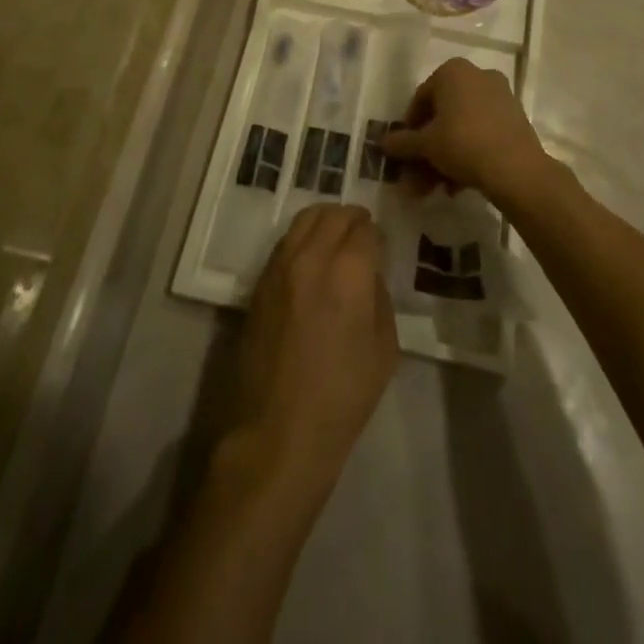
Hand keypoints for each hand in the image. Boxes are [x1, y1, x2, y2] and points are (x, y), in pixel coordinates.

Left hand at [227, 205, 397, 491]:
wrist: (280, 429)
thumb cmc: (343, 396)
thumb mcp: (384, 349)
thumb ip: (379, 298)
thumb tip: (368, 275)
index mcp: (348, 272)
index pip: (365, 229)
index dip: (377, 236)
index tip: (381, 250)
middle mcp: (312, 257)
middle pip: (334, 214)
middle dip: (353, 220)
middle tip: (362, 238)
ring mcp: (280, 266)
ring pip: (304, 219)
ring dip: (325, 222)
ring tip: (336, 241)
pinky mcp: (260, 282)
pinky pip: (285, 242)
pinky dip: (303, 239)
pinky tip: (311, 261)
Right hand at [380, 57, 554, 208]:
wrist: (516, 169)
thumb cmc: (462, 143)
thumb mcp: (425, 144)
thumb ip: (402, 142)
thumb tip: (382, 143)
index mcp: (453, 71)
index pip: (421, 97)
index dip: (409, 127)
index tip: (405, 151)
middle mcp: (478, 76)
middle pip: (443, 115)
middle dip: (427, 149)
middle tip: (417, 176)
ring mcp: (500, 96)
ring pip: (462, 128)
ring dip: (445, 158)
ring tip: (435, 189)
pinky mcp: (515, 119)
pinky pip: (482, 133)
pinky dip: (467, 155)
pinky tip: (457, 186)